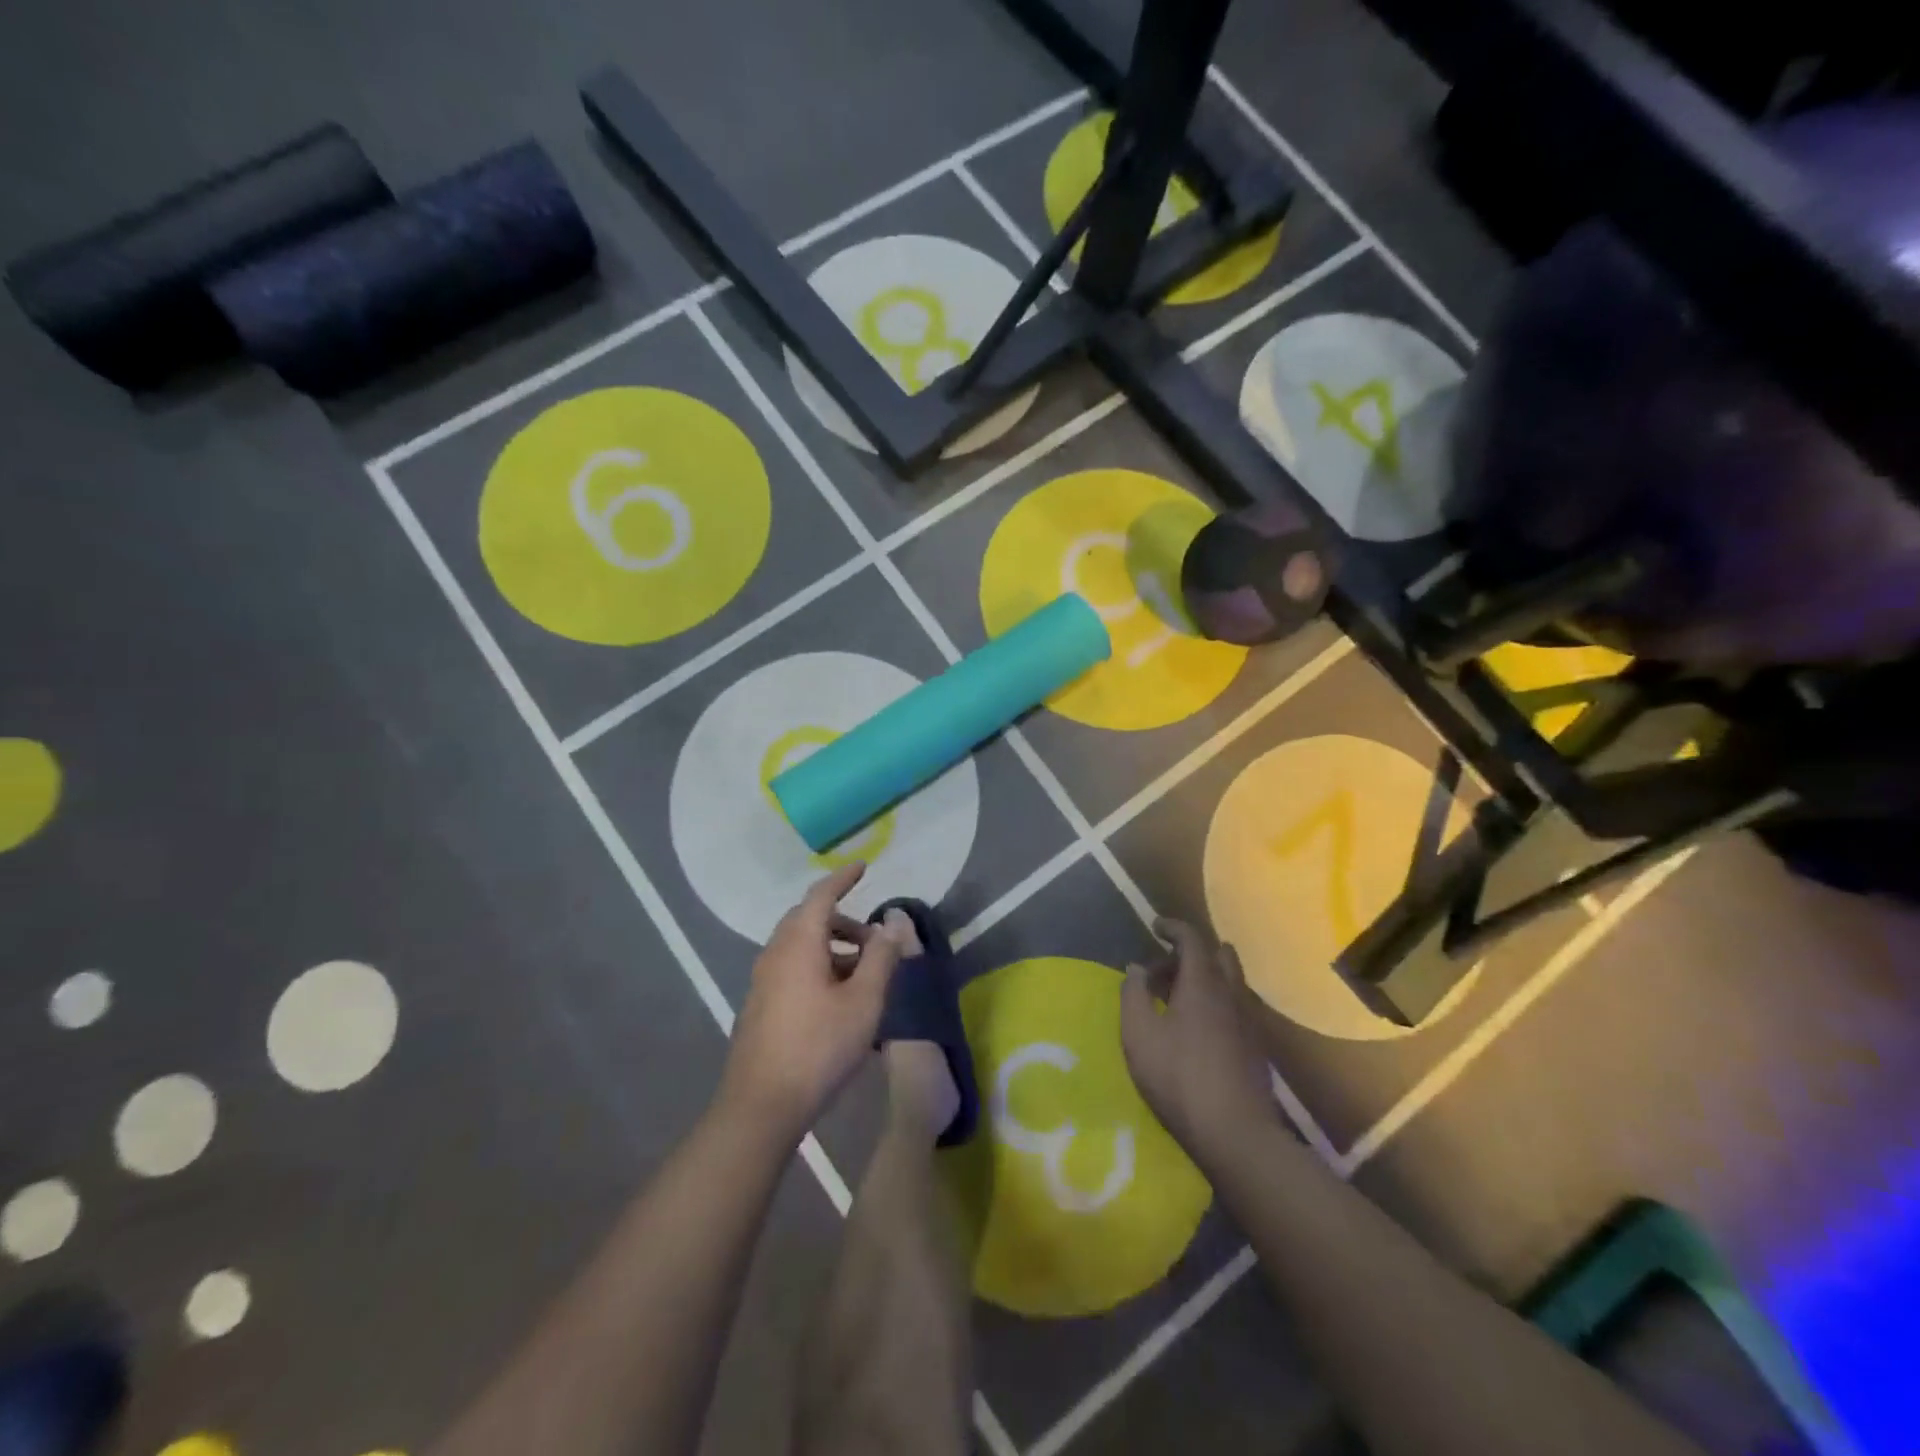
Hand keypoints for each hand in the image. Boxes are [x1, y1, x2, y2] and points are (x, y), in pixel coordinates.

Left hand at [718, 863, 905, 1141]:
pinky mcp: (760, 1005)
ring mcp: (763, 980)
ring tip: (864, 975)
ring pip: (800, 946)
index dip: (843, 878)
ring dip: (832, 948)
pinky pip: (792, 968)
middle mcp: (775, 953)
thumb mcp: (864, 1000)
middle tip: (874, 940)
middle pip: (809, 919)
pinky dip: (818, 967)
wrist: (761, 1106)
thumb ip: (881, 956)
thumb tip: (891, 921)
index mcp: (798, 943)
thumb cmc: (819, 1047)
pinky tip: (838, 1000)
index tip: (863, 867)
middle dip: (843, 921)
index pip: (821, 895)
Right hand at [1121, 918, 1276, 1167]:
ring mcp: (1248, 1020)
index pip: (1192, 938)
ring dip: (1203, 978)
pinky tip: (1196, 1028)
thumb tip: (1136, 968)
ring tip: (1175, 1000)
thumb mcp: (1139, 1035)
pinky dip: (1215, 1001)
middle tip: (1163, 969)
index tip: (1154, 926)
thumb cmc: (1179, 1078)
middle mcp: (1231, 993)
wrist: (1237, 1134)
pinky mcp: (1256, 1046)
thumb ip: (1133, 994)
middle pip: (1218, 955)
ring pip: (1229, 981)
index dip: (1172, 927)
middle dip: (1190, 952)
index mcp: (1203, 983)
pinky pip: (1234, 1005)